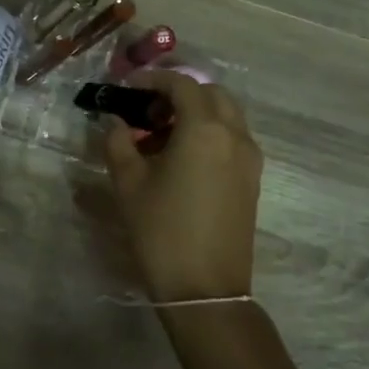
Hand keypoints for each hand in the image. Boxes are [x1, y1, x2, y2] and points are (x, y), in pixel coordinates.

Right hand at [101, 70, 262, 303]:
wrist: (205, 289)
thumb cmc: (162, 231)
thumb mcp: (128, 183)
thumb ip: (118, 142)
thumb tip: (116, 123)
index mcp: (205, 129)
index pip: (182, 84)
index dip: (152, 79)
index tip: (127, 86)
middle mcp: (235, 135)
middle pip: (211, 94)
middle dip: (179, 93)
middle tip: (147, 110)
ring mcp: (249, 159)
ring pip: (226, 116)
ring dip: (196, 113)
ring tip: (161, 135)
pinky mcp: (252, 180)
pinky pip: (233, 139)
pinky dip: (209, 133)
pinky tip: (181, 158)